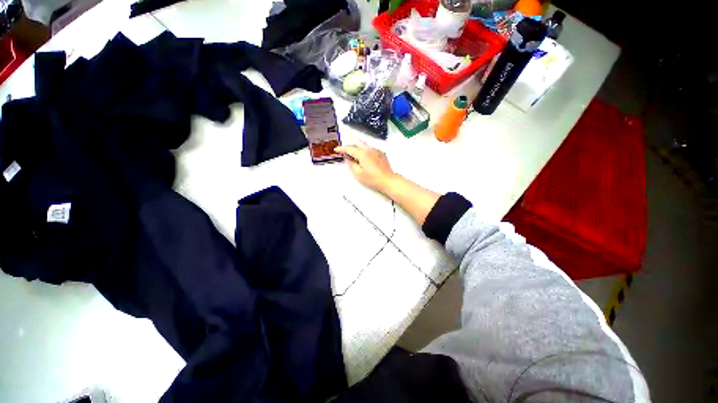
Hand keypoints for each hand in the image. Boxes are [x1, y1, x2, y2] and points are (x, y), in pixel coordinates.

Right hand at [334, 142, 397, 192]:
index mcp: (363, 154)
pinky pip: (370, 149)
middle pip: (357, 143)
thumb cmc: (374, 179)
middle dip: (350, 145)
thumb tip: (348, 160)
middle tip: (344, 150)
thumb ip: (351, 165)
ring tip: (354, 155)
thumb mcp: (358, 174)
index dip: (342, 148)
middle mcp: (370, 150)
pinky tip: (364, 157)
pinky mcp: (381, 154)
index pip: (349, 148)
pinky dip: (365, 151)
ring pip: (364, 145)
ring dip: (357, 147)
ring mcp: (376, 151)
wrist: (387, 181)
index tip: (337, 149)